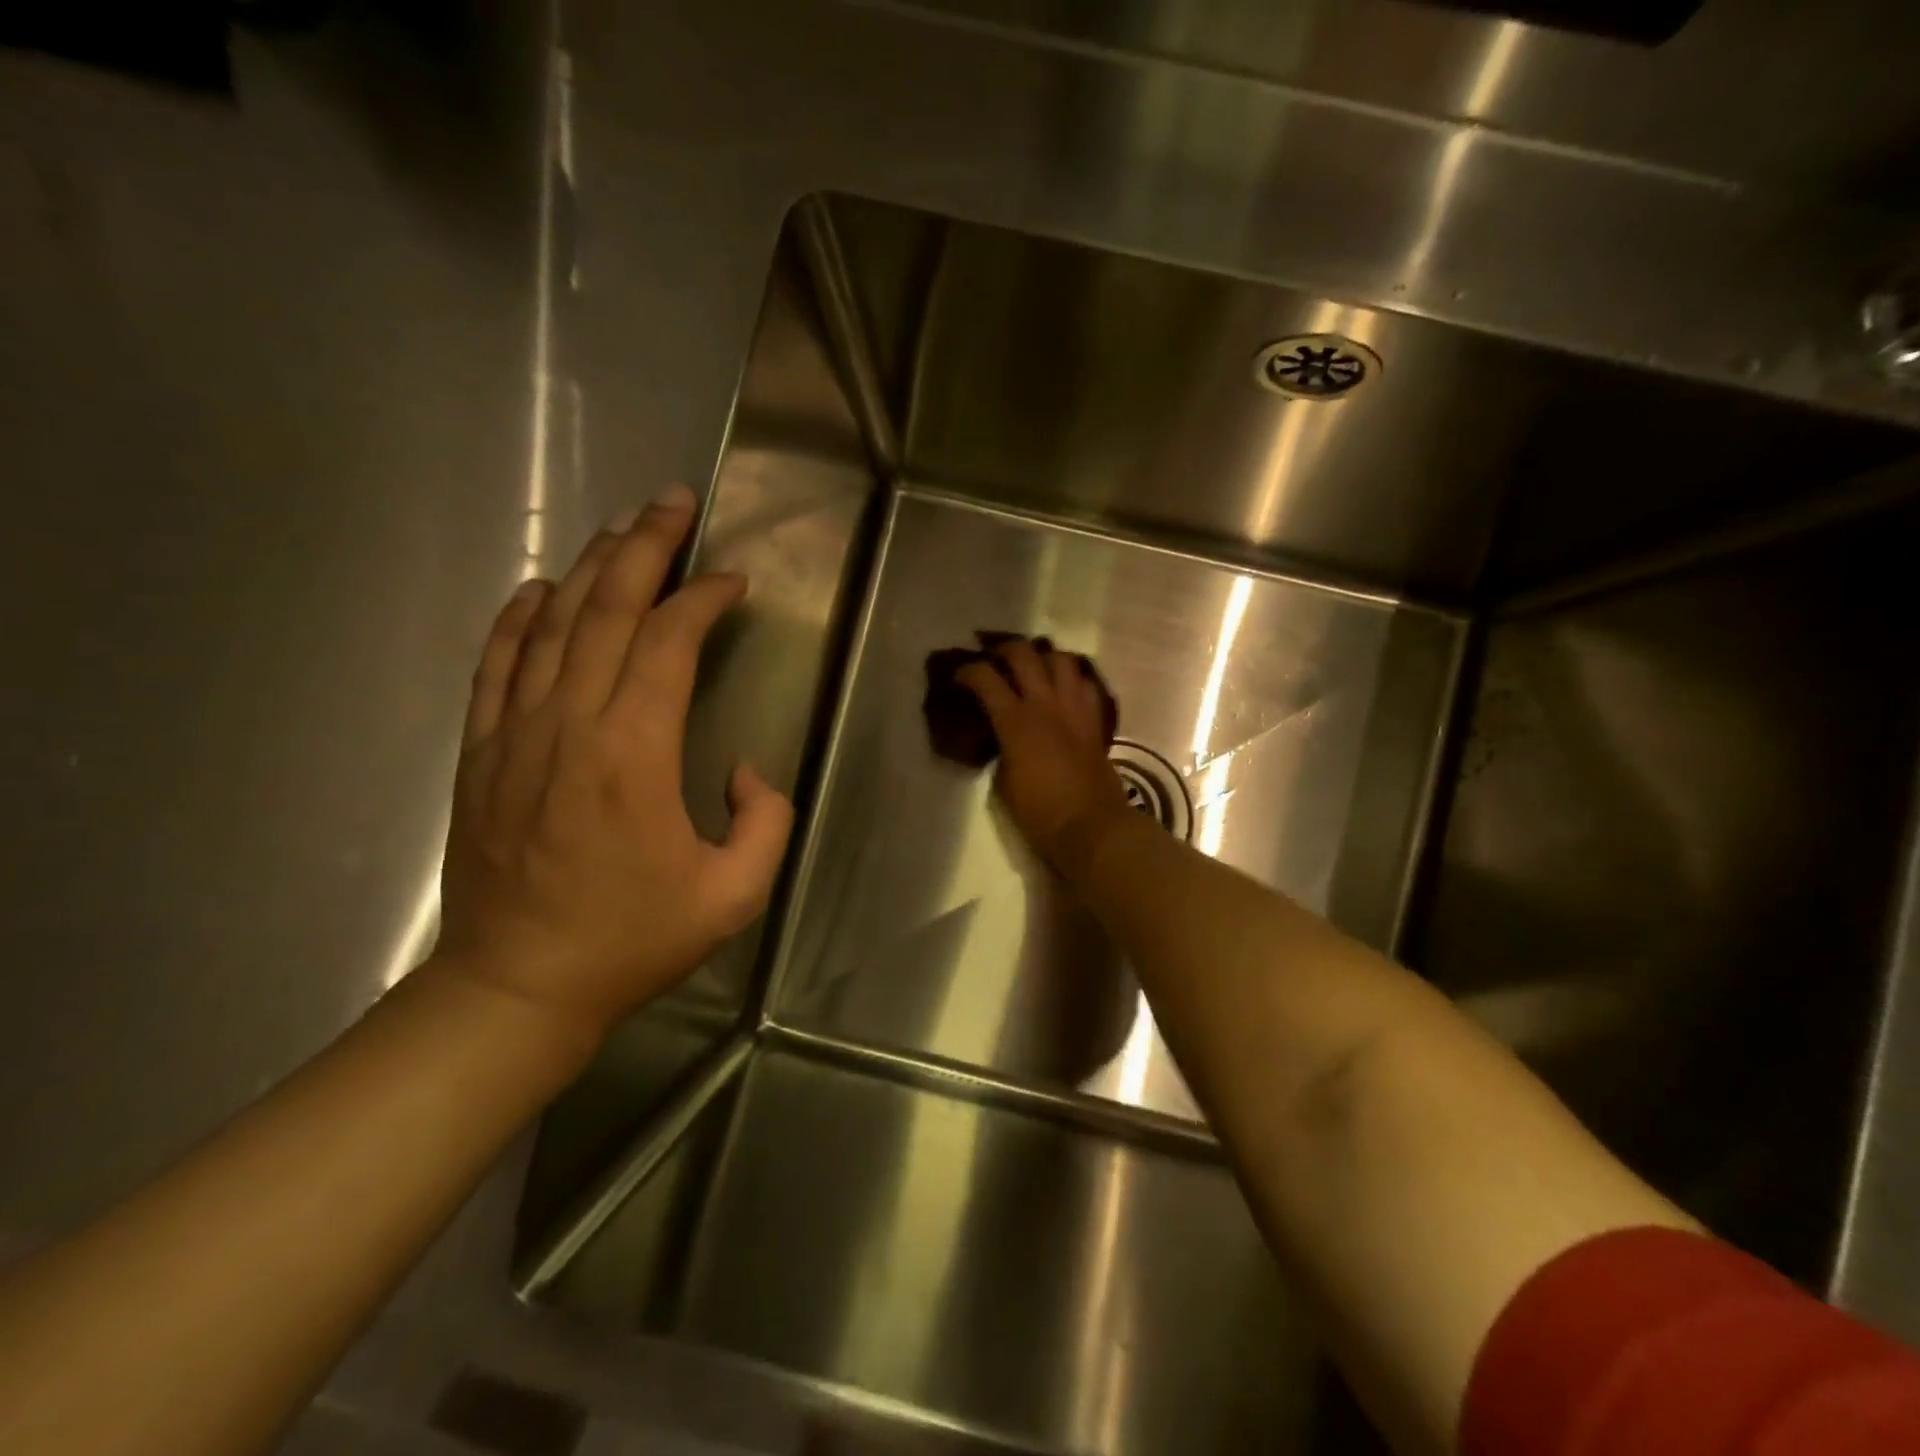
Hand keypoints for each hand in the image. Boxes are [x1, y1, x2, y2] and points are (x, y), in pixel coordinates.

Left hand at [431, 486, 792, 1043]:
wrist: (519, 985)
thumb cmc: (633, 939)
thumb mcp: (735, 894)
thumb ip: (765, 821)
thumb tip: (745, 769)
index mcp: (634, 754)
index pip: (667, 642)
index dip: (702, 600)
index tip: (732, 583)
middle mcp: (570, 724)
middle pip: (605, 609)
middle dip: (644, 547)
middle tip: (674, 503)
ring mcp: (515, 732)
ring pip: (551, 624)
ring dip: (590, 567)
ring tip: (622, 529)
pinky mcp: (483, 750)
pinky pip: (496, 663)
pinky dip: (518, 616)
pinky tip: (539, 587)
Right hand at [956, 639, 1132, 873]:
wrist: (1091, 826)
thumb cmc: (1039, 812)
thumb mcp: (1003, 781)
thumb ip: (1001, 748)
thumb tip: (1003, 736)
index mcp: (1015, 721)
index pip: (985, 678)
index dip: (968, 671)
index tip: (959, 677)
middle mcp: (1045, 703)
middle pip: (1024, 654)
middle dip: (1005, 649)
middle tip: (995, 658)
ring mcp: (1074, 708)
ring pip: (1061, 659)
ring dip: (1044, 657)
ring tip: (1034, 666)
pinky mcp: (1095, 720)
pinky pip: (1086, 684)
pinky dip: (1073, 679)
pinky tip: (1064, 688)